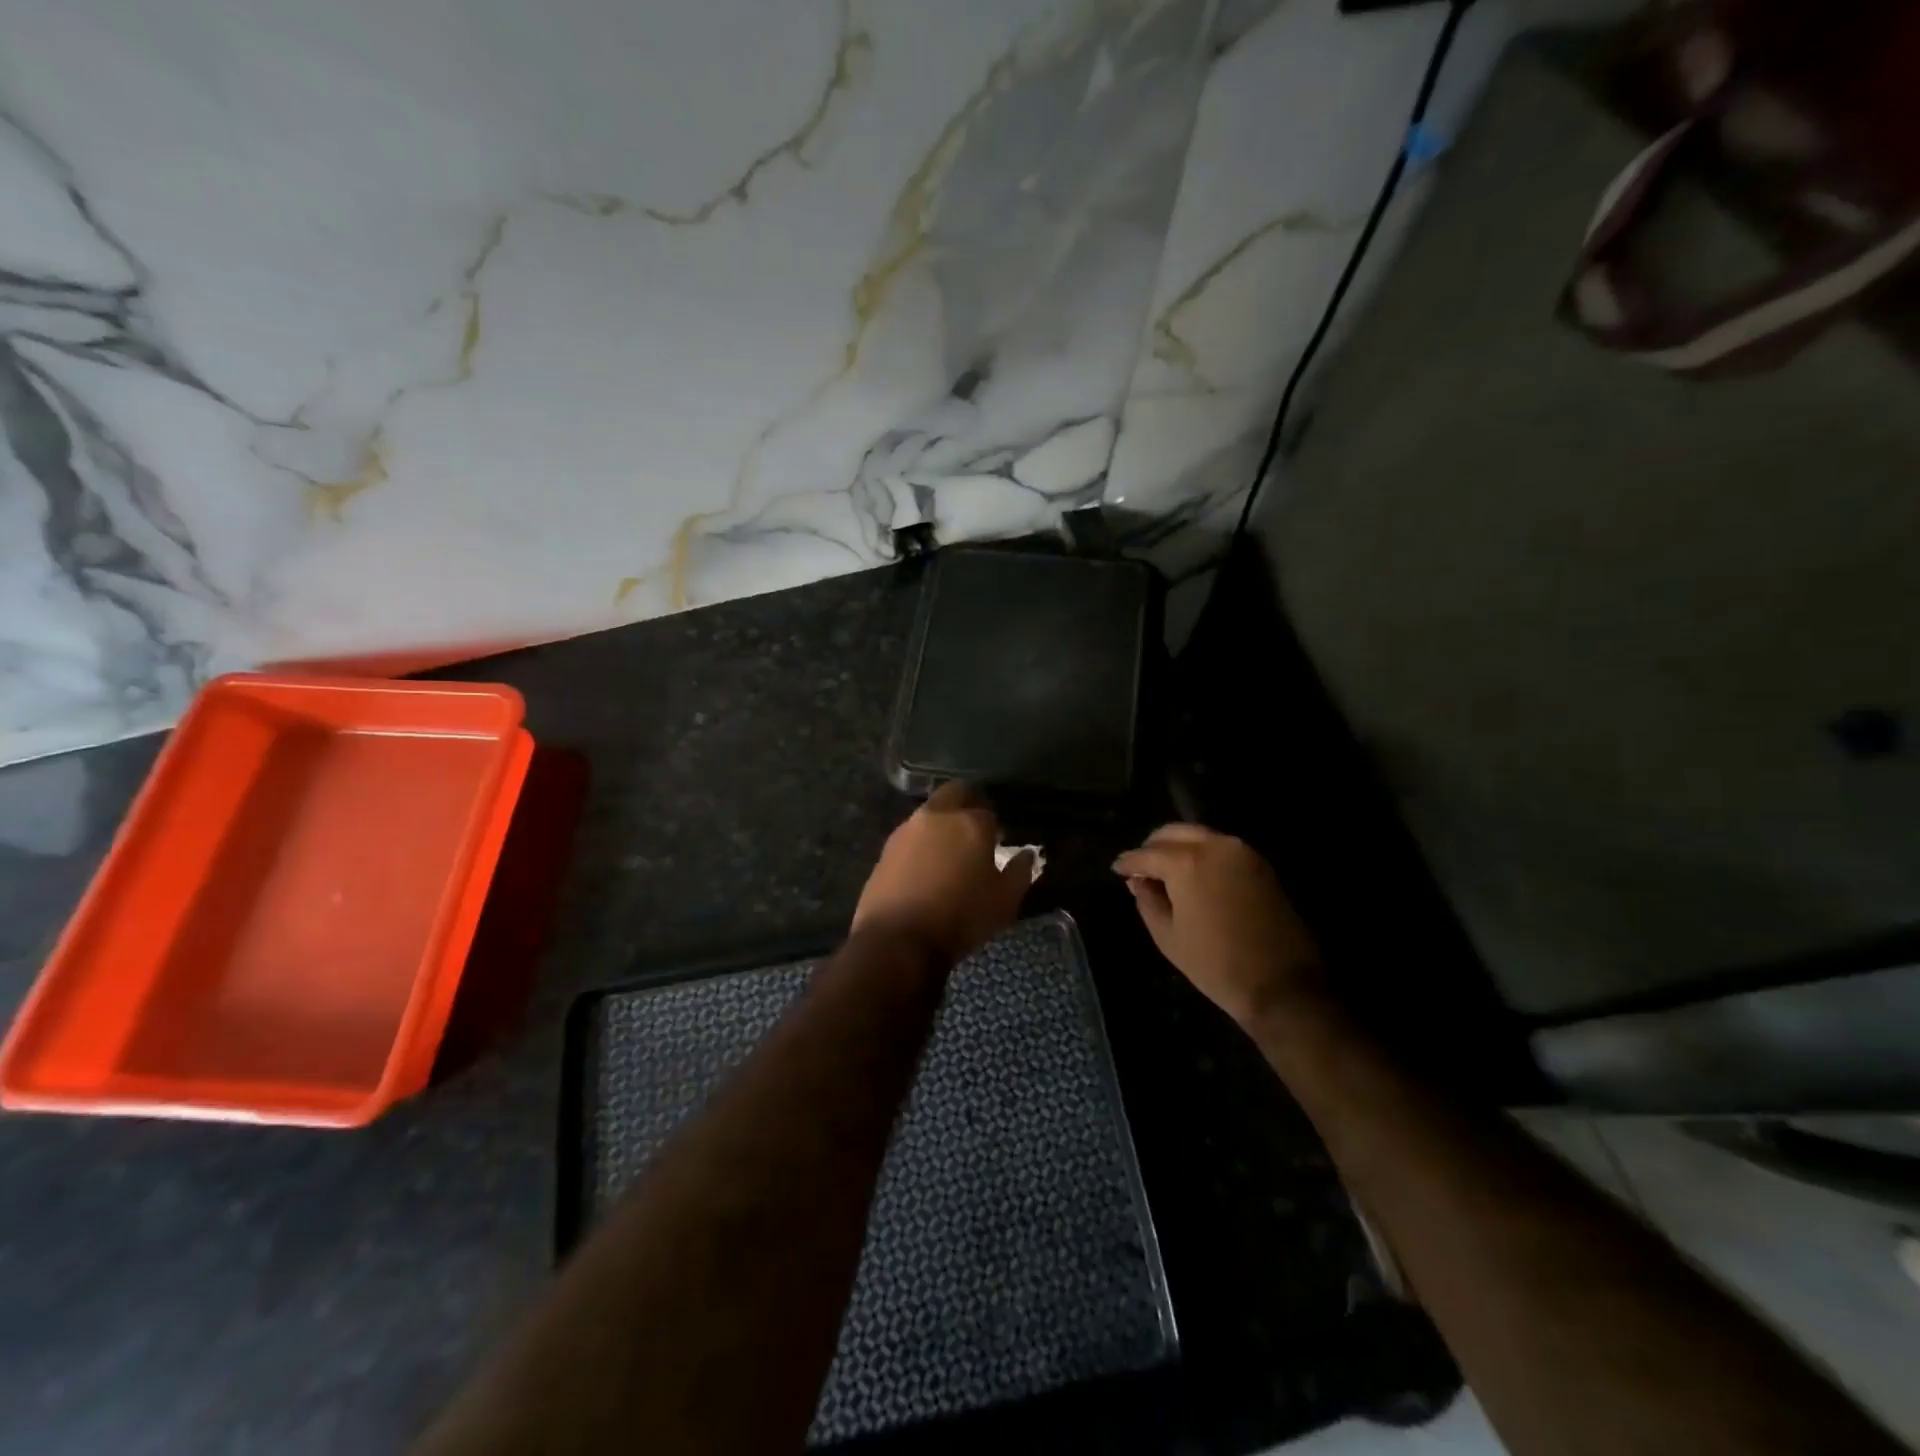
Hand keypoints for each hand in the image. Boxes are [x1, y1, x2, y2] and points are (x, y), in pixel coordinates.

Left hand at [853, 783, 1034, 963]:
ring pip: (930, 812)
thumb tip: (1027, 853)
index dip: (995, 828)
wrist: (897, 940)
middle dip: (967, 804)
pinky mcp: (886, 848)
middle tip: (975, 832)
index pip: (988, 812)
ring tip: (949, 854)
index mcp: (970, 823)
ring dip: (942, 824)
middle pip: (955, 793)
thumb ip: (1020, 872)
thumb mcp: (1004, 902)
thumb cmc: (960, 919)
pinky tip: (925, 868)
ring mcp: (906, 829)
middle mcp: (937, 816)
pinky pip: (911, 835)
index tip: (998, 844)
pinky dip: (921, 843)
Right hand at [1113, 824, 1321, 1026]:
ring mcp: (1242, 852)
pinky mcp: (1260, 864)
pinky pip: (1221, 847)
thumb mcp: (1168, 936)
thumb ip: (1148, 901)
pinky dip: (1202, 853)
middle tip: (1141, 866)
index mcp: (1187, 862)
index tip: (1117, 869)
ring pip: (1199, 835)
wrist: (1282, 984)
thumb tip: (1139, 881)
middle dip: (1153, 846)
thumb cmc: (1216, 964)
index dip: (1128, 862)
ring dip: (1179, 847)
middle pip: (1174, 833)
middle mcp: (1214, 846)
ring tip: (1166, 871)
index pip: (1147, 854)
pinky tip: (1193, 875)